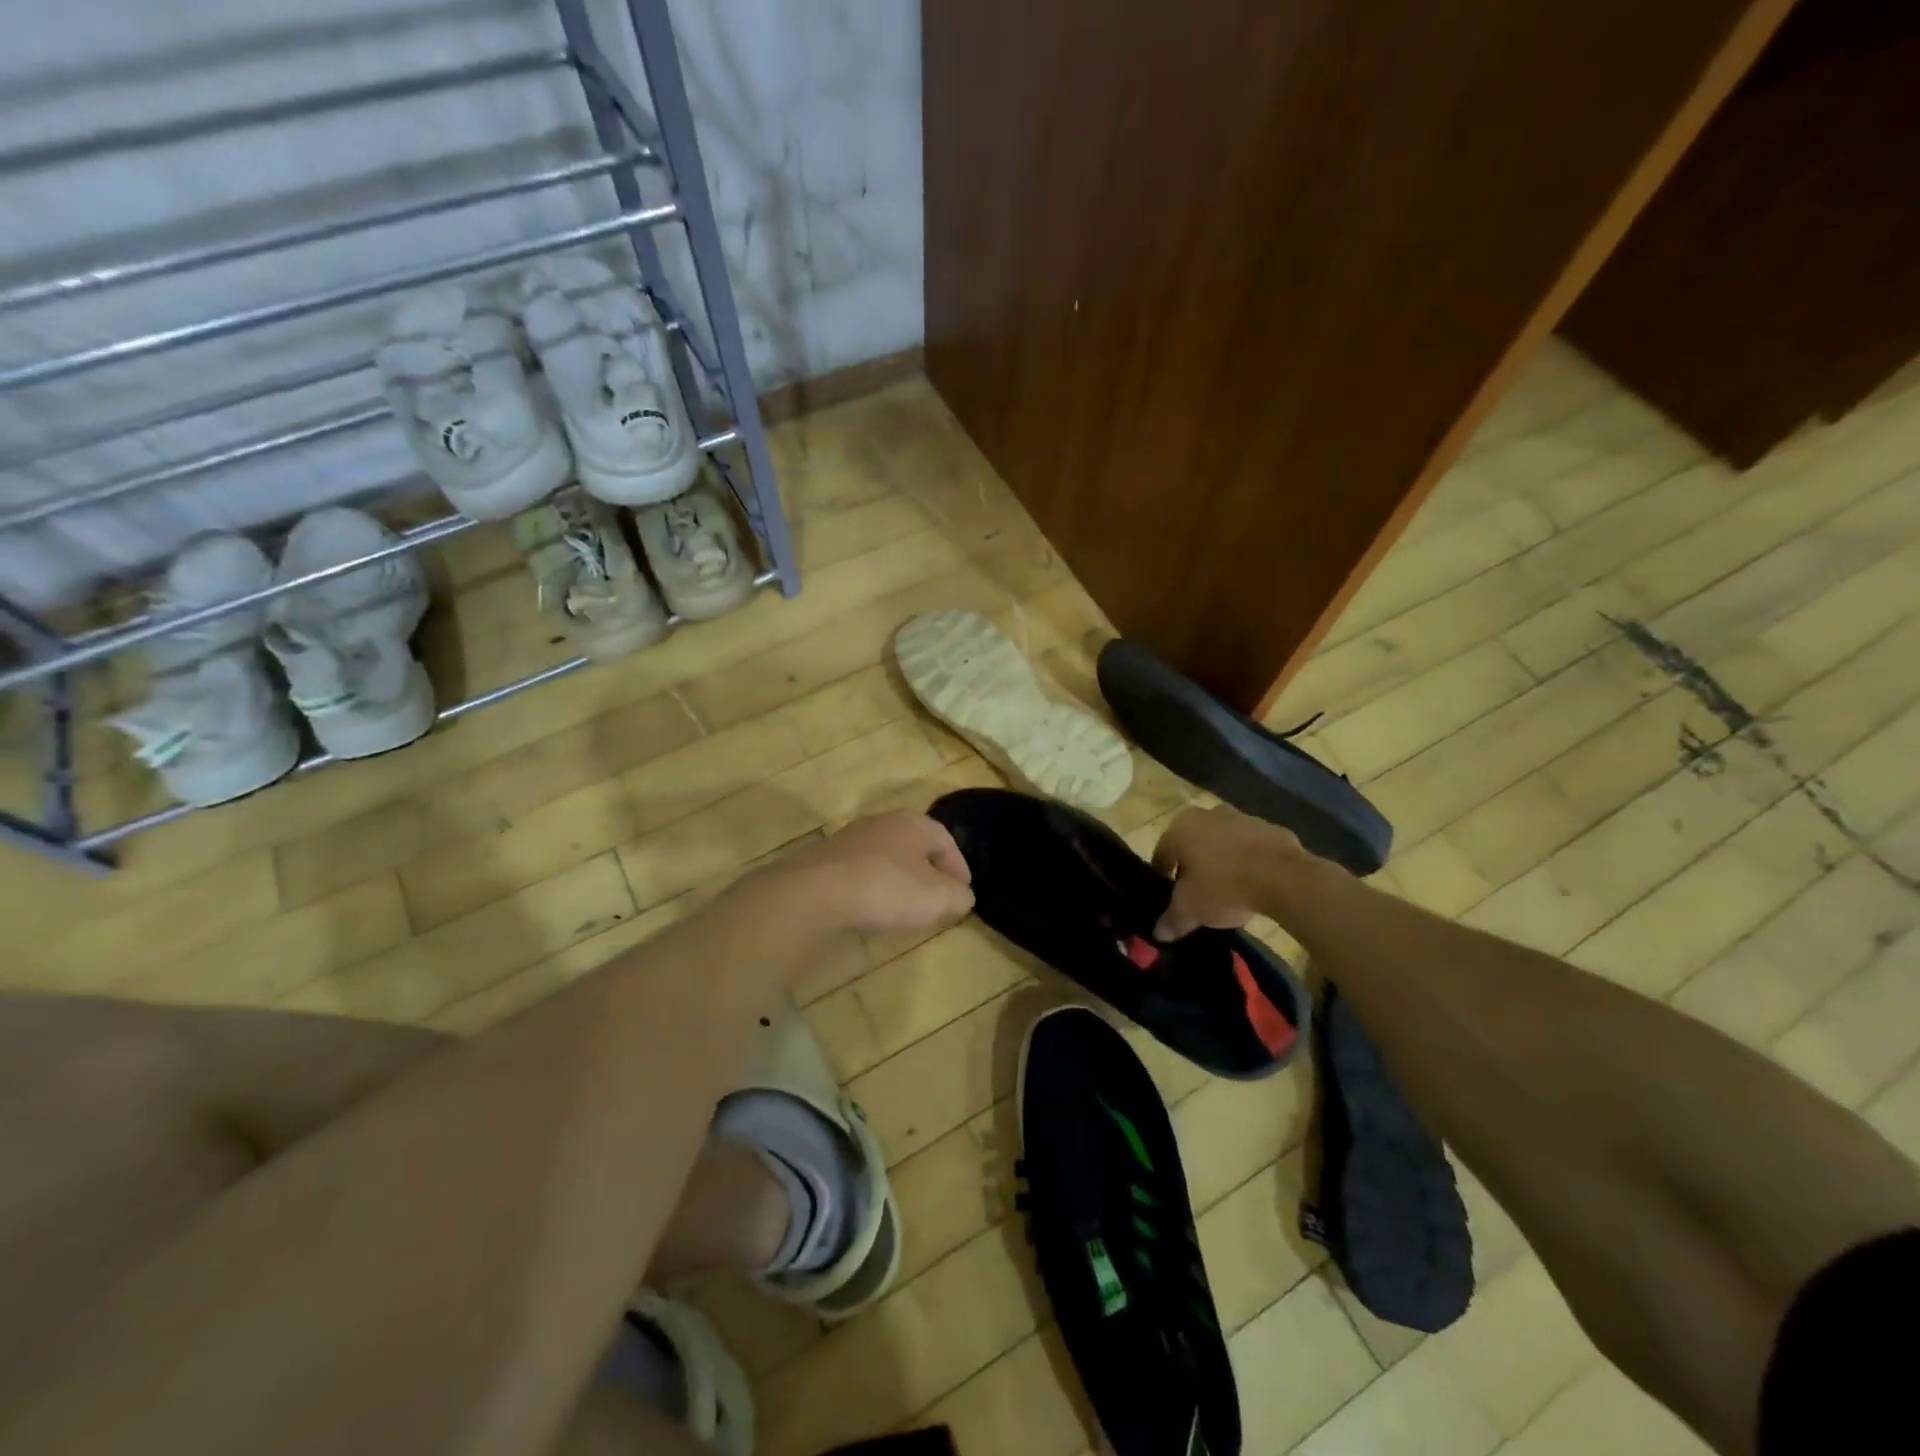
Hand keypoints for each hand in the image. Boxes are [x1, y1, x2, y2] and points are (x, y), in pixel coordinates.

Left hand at [754, 810, 973, 936]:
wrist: (815, 893)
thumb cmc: (887, 888)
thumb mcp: (938, 898)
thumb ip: (959, 895)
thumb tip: (961, 895)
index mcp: (913, 822)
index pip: (945, 840)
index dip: (959, 867)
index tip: (964, 892)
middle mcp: (881, 822)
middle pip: (913, 846)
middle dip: (927, 872)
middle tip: (936, 899)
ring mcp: (849, 839)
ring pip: (884, 858)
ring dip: (897, 880)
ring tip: (903, 908)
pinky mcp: (824, 860)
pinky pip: (858, 873)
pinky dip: (870, 889)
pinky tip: (869, 910)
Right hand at [1151, 804, 1304, 939]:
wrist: (1284, 877)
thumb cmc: (1224, 886)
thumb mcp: (1191, 910)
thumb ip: (1172, 920)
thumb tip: (1160, 933)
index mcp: (1180, 828)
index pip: (1162, 854)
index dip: (1163, 877)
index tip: (1169, 897)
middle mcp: (1206, 815)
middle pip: (1192, 845)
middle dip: (1193, 866)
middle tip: (1197, 893)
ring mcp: (1241, 818)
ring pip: (1222, 843)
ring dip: (1221, 861)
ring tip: (1228, 891)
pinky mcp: (1270, 828)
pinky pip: (1251, 847)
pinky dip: (1249, 862)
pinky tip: (1254, 884)